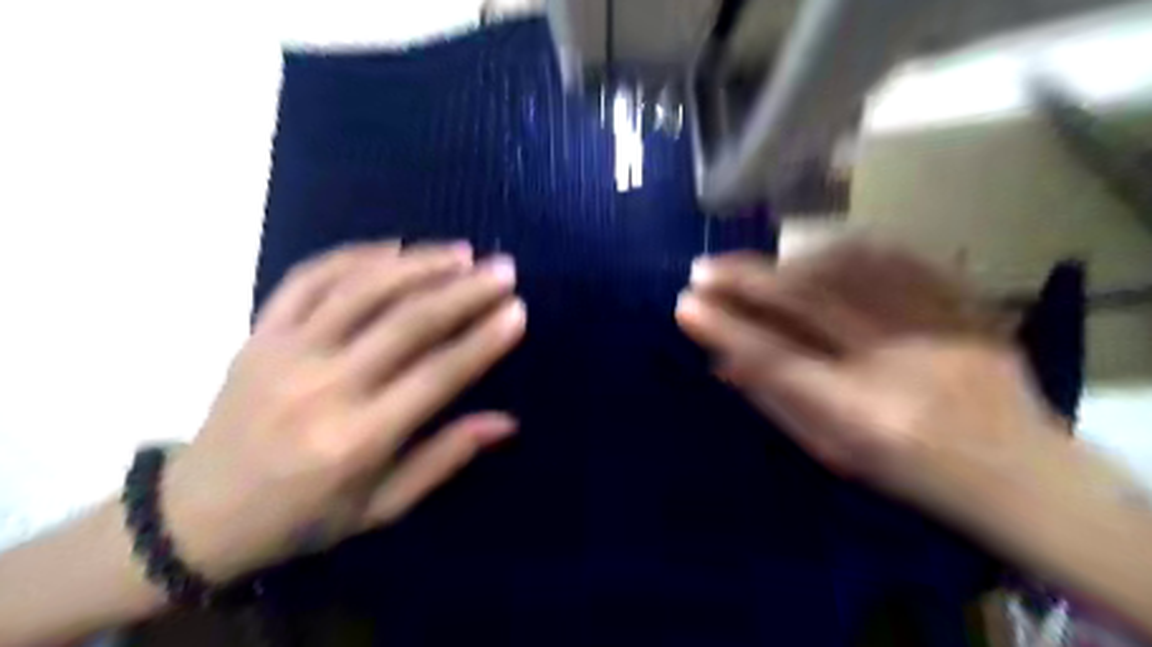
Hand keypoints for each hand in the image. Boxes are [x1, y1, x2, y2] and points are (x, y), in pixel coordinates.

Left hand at [156, 240, 524, 582]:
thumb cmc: (304, 518)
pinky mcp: (259, 333)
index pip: (436, 376)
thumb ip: (445, 459)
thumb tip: (507, 422)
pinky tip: (394, 249)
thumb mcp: (382, 508)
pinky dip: (354, 256)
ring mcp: (284, 352)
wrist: (198, 515)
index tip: (517, 310)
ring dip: (417, 264)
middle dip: (463, 291)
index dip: (482, 340)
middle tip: (503, 269)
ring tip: (461, 252)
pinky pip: (308, 279)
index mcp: (357, 439)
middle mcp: (323, 387)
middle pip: (406, 322)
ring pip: (360, 289)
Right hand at [677, 239, 1061, 502]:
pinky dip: (844, 251)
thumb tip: (723, 359)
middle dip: (746, 280)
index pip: (776, 360)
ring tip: (755, 268)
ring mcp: (940, 328)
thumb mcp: (833, 451)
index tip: (685, 305)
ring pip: (849, 271)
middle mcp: (902, 365)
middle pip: (809, 303)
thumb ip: (776, 401)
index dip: (726, 328)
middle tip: (703, 268)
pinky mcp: (966, 304)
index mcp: (866, 416)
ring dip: (788, 263)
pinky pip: (897, 259)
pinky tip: (815, 253)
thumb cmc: (911, 475)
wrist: (1019, 473)